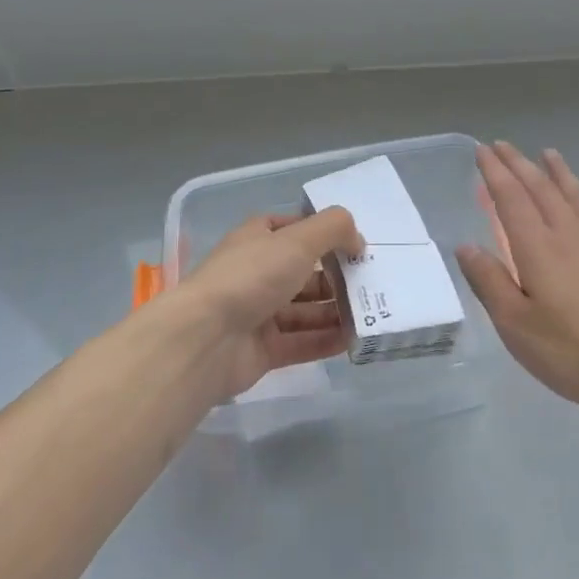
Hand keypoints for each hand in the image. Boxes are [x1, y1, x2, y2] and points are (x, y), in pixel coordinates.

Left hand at [172, 208, 364, 400]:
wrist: (205, 339)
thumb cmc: (251, 276)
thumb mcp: (298, 240)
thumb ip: (334, 230)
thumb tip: (358, 241)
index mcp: (258, 239)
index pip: (295, 229)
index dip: (324, 233)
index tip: (356, 245)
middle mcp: (257, 273)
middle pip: (304, 272)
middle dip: (337, 276)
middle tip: (374, 282)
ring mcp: (258, 313)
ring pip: (305, 310)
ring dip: (336, 310)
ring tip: (372, 313)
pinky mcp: (262, 350)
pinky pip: (301, 342)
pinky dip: (326, 340)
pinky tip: (354, 340)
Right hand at [457, 142, 578, 427]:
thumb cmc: (573, 354)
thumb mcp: (516, 327)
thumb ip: (489, 282)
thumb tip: (466, 246)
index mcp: (538, 248)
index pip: (511, 197)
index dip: (494, 172)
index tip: (481, 151)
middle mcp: (569, 233)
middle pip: (540, 187)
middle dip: (518, 163)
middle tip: (501, 145)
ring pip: (573, 192)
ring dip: (555, 170)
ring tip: (546, 153)